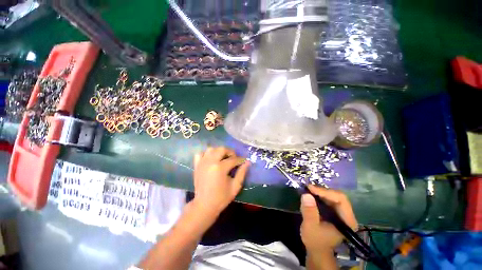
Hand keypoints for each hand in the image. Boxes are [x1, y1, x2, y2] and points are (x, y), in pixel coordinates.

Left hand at [192, 147, 249, 216]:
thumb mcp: (235, 186)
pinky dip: (206, 154)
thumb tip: (248, 162)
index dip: (240, 160)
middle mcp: (210, 162)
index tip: (244, 161)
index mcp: (220, 168)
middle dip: (230, 152)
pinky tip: (211, 159)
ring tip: (223, 158)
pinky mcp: (197, 165)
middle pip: (222, 149)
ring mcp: (202, 163)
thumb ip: (242, 173)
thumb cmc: (221, 197)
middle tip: (234, 158)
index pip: (233, 159)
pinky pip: (200, 153)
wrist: (204, 205)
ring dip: (219, 151)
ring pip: (211, 149)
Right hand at [300, 185, 357, 252]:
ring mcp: (341, 213)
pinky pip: (328, 198)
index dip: (326, 192)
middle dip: (322, 191)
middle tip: (308, 188)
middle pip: (338, 196)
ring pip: (333, 196)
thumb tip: (306, 194)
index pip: (341, 200)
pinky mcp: (334, 211)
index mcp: (347, 221)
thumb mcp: (310, 227)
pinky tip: (311, 194)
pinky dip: (319, 195)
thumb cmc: (315, 240)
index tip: (310, 188)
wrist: (316, 249)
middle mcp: (347, 215)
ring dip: (320, 192)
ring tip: (308, 189)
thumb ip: (309, 212)